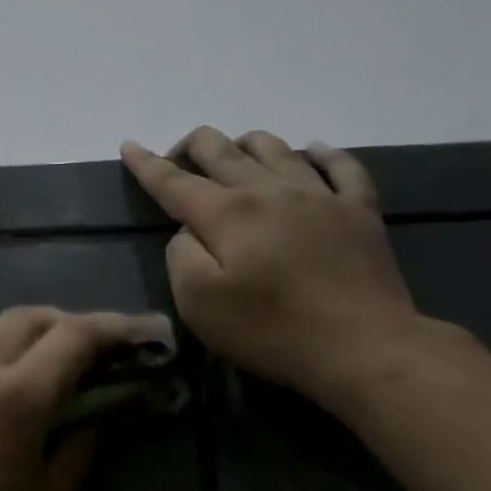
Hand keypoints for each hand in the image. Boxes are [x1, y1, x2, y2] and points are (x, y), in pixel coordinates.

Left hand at [0, 306, 151, 490]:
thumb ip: (80, 446)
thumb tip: (93, 415)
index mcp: (16, 396)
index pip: (73, 336)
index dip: (113, 328)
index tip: (140, 333)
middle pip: (30, 317)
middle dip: (70, 325)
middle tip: (96, 352)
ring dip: (20, 326)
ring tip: (39, 360)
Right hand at [121, 127, 421, 411]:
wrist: (361, 345)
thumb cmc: (270, 330)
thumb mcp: (199, 304)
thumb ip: (182, 257)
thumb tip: (189, 231)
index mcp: (227, 214)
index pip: (175, 182)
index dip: (147, 164)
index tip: (129, 146)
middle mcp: (270, 190)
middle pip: (223, 151)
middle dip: (193, 146)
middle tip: (178, 157)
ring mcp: (320, 195)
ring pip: (276, 148)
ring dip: (246, 145)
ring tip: (235, 154)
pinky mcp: (359, 210)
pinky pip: (340, 165)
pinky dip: (320, 154)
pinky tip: (312, 152)